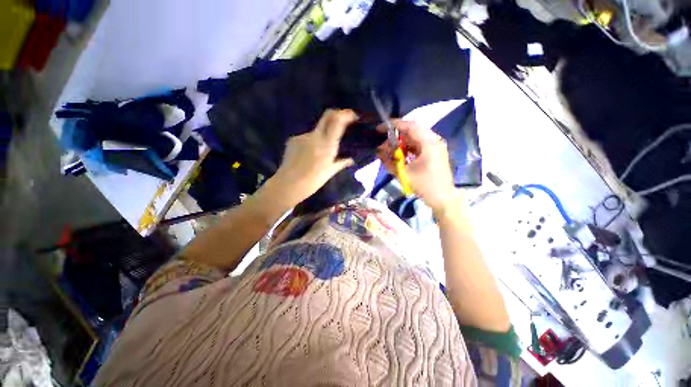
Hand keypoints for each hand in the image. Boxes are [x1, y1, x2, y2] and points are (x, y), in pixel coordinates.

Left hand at [272, 109, 356, 205]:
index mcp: (327, 145)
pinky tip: (309, 154)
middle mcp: (315, 136)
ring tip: (321, 151)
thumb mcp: (330, 172)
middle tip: (342, 121)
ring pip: (317, 130)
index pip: (337, 121)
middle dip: (337, 114)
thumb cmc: (313, 181)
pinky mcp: (293, 139)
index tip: (353, 116)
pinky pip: (307, 137)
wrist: (288, 184)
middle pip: (327, 116)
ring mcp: (303, 136)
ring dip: (322, 135)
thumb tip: (351, 160)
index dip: (346, 114)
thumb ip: (341, 163)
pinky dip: (311, 142)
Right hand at [377, 120, 457, 213]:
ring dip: (401, 143)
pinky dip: (408, 148)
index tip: (380, 128)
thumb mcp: (404, 174)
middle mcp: (434, 141)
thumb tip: (378, 152)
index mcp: (429, 143)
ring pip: (415, 139)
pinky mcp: (434, 153)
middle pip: (412, 132)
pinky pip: (418, 146)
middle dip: (396, 137)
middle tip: (384, 145)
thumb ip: (389, 161)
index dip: (394, 125)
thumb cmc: (425, 186)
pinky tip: (400, 156)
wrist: (443, 198)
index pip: (410, 126)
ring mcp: (435, 147)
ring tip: (390, 152)